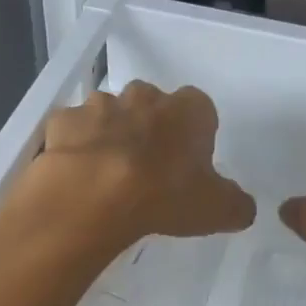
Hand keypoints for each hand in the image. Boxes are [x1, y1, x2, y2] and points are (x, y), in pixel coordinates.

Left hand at [28, 81, 255, 243]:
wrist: (94, 196)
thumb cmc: (165, 196)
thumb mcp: (218, 210)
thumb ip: (236, 204)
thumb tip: (241, 207)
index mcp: (188, 110)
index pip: (200, 110)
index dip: (195, 135)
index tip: (189, 163)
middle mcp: (145, 96)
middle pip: (153, 105)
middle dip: (152, 129)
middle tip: (149, 169)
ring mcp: (100, 104)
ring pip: (110, 114)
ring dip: (112, 135)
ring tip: (109, 176)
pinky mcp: (64, 120)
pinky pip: (73, 130)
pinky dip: (75, 147)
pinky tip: (77, 176)